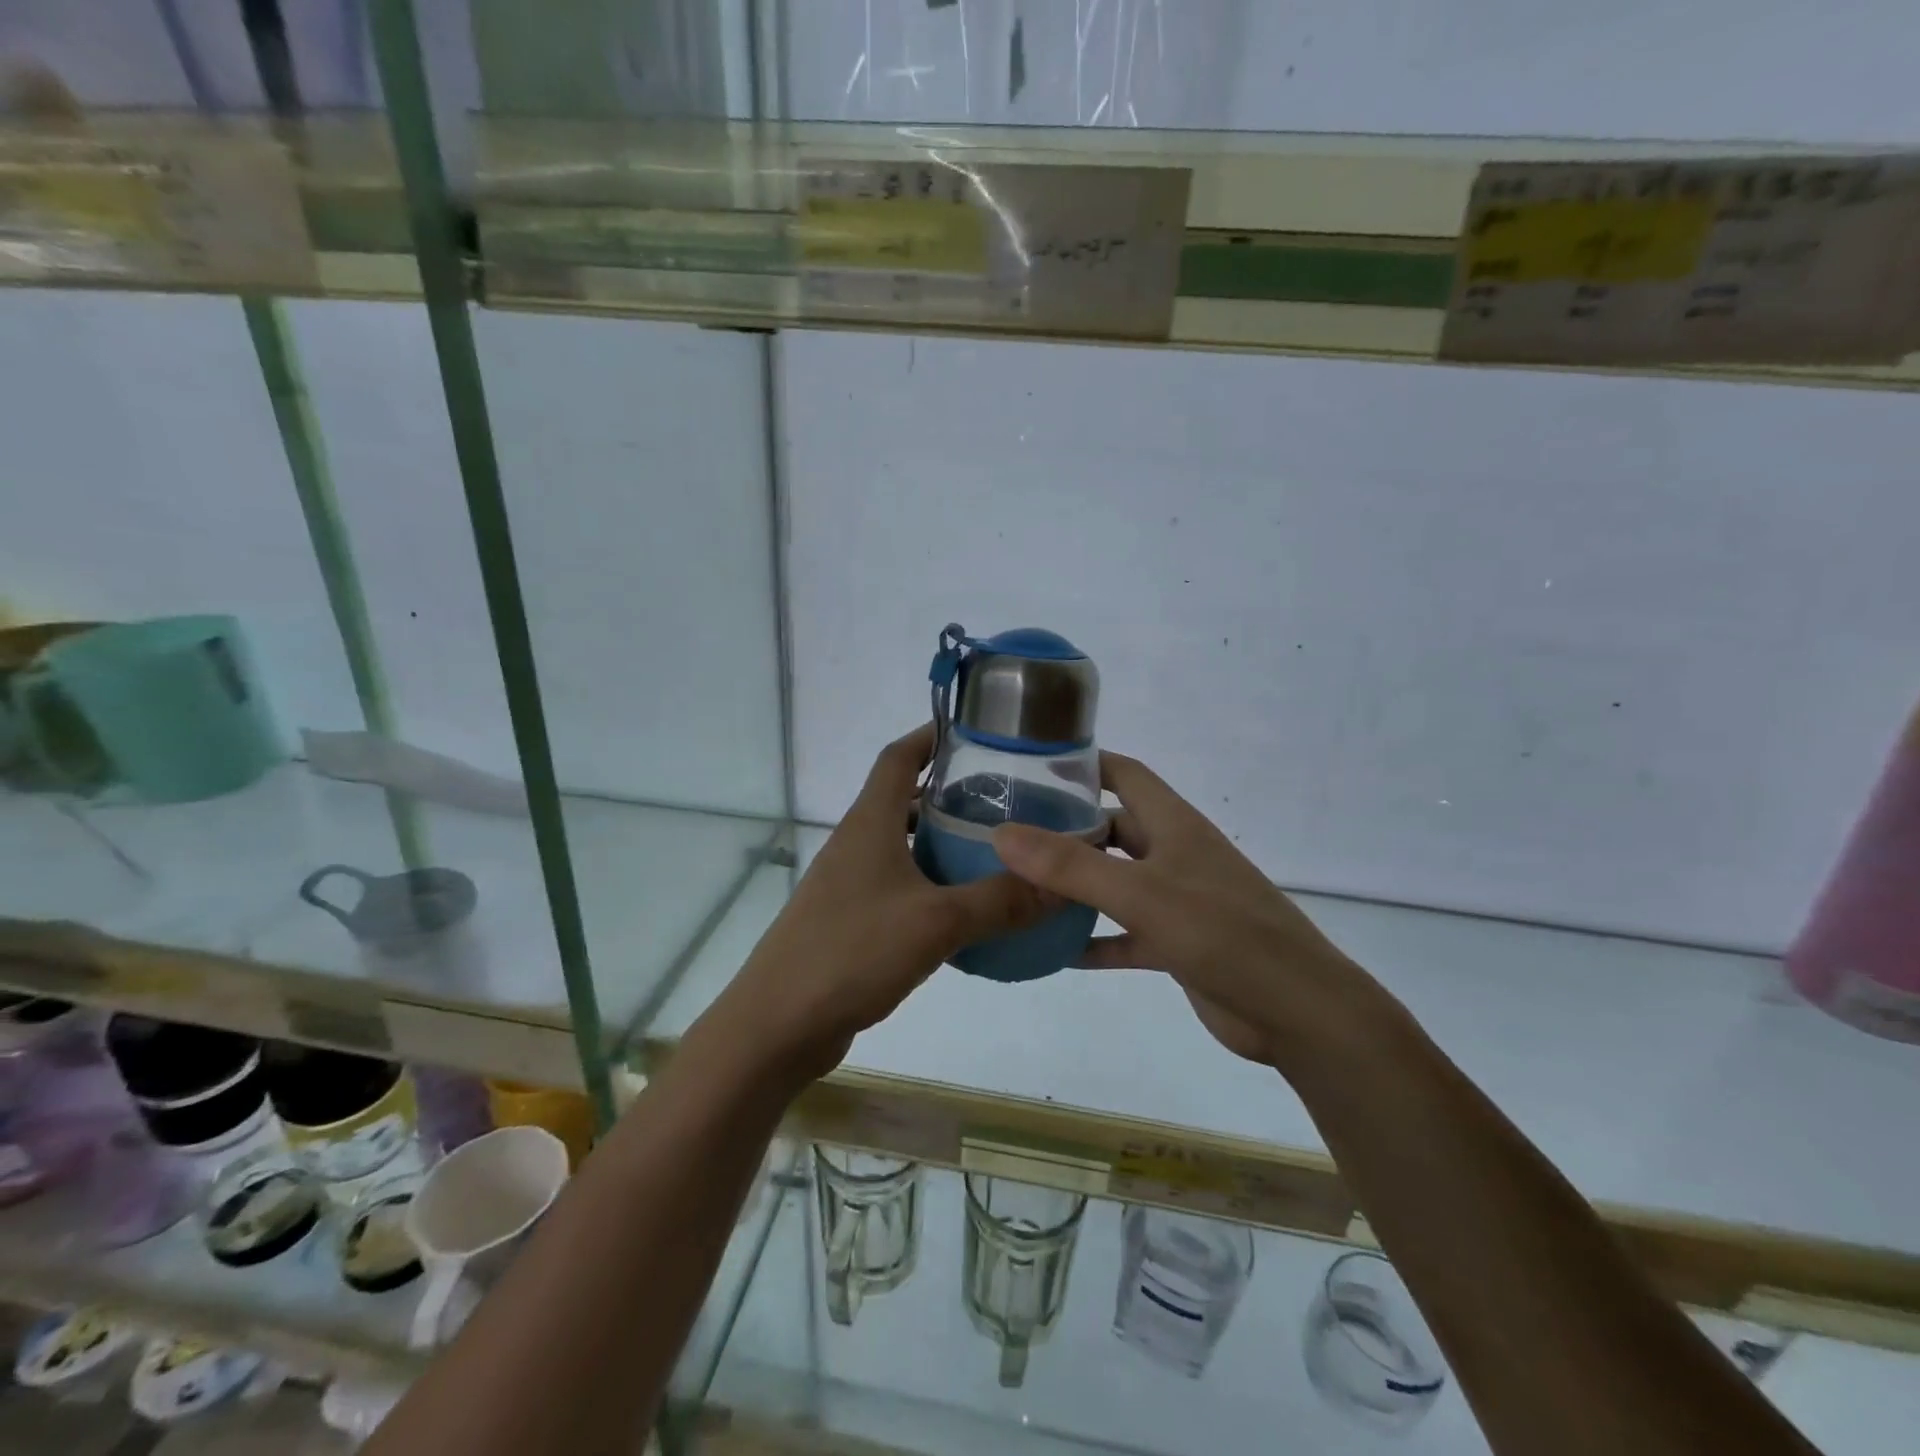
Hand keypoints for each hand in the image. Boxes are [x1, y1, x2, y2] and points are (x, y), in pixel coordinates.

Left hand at [713, 724, 1055, 1081]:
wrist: (778, 1025)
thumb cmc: (852, 953)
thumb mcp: (937, 923)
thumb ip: (1001, 901)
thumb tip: (1063, 886)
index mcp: (869, 824)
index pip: (898, 757)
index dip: (931, 735)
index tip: (974, 730)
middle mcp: (856, 844)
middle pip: (904, 799)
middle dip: (950, 793)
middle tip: (1005, 798)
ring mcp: (849, 884)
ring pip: (903, 846)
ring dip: (942, 842)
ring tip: (994, 850)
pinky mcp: (849, 920)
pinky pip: (899, 886)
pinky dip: (931, 885)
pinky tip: (964, 910)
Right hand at [992, 752, 1384, 1071]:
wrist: (1299, 1013)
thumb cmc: (1224, 935)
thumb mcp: (1141, 894)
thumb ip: (1071, 865)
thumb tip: (1002, 833)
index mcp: (1174, 825)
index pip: (1125, 773)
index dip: (1083, 764)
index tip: (1030, 765)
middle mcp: (1174, 854)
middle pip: (1112, 829)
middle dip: (1066, 828)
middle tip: (1008, 834)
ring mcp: (1177, 901)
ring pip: (1114, 882)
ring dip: (1075, 886)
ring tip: (1019, 887)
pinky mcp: (1177, 944)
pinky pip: (1124, 933)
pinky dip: (1093, 938)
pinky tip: (1053, 951)